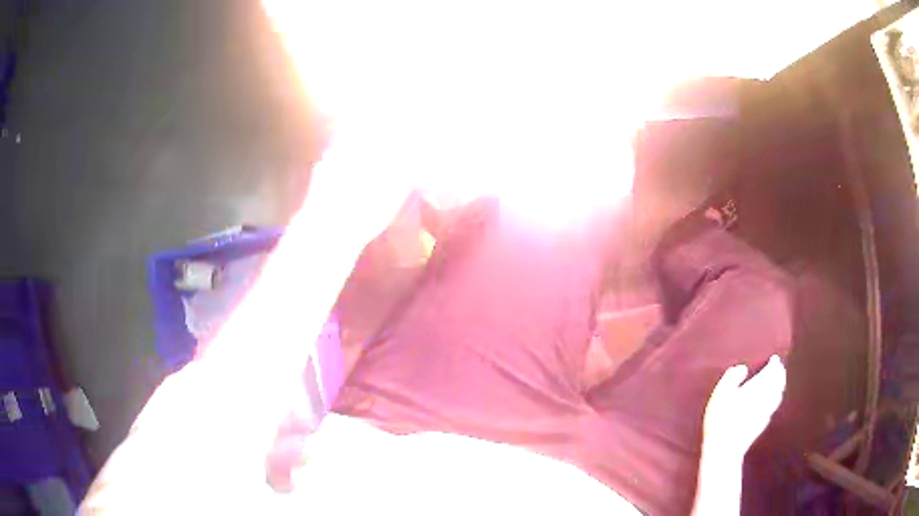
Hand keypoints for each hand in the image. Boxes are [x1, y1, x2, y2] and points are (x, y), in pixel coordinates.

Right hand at [702, 355, 786, 458]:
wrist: (725, 447)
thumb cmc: (721, 417)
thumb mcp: (721, 393)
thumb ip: (733, 376)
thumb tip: (743, 368)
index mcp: (758, 387)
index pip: (772, 371)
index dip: (774, 364)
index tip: (774, 358)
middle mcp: (766, 397)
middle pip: (778, 382)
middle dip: (780, 373)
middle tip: (779, 367)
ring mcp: (766, 412)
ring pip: (778, 394)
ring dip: (780, 385)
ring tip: (778, 381)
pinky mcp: (762, 424)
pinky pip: (773, 406)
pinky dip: (775, 399)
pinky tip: (771, 401)